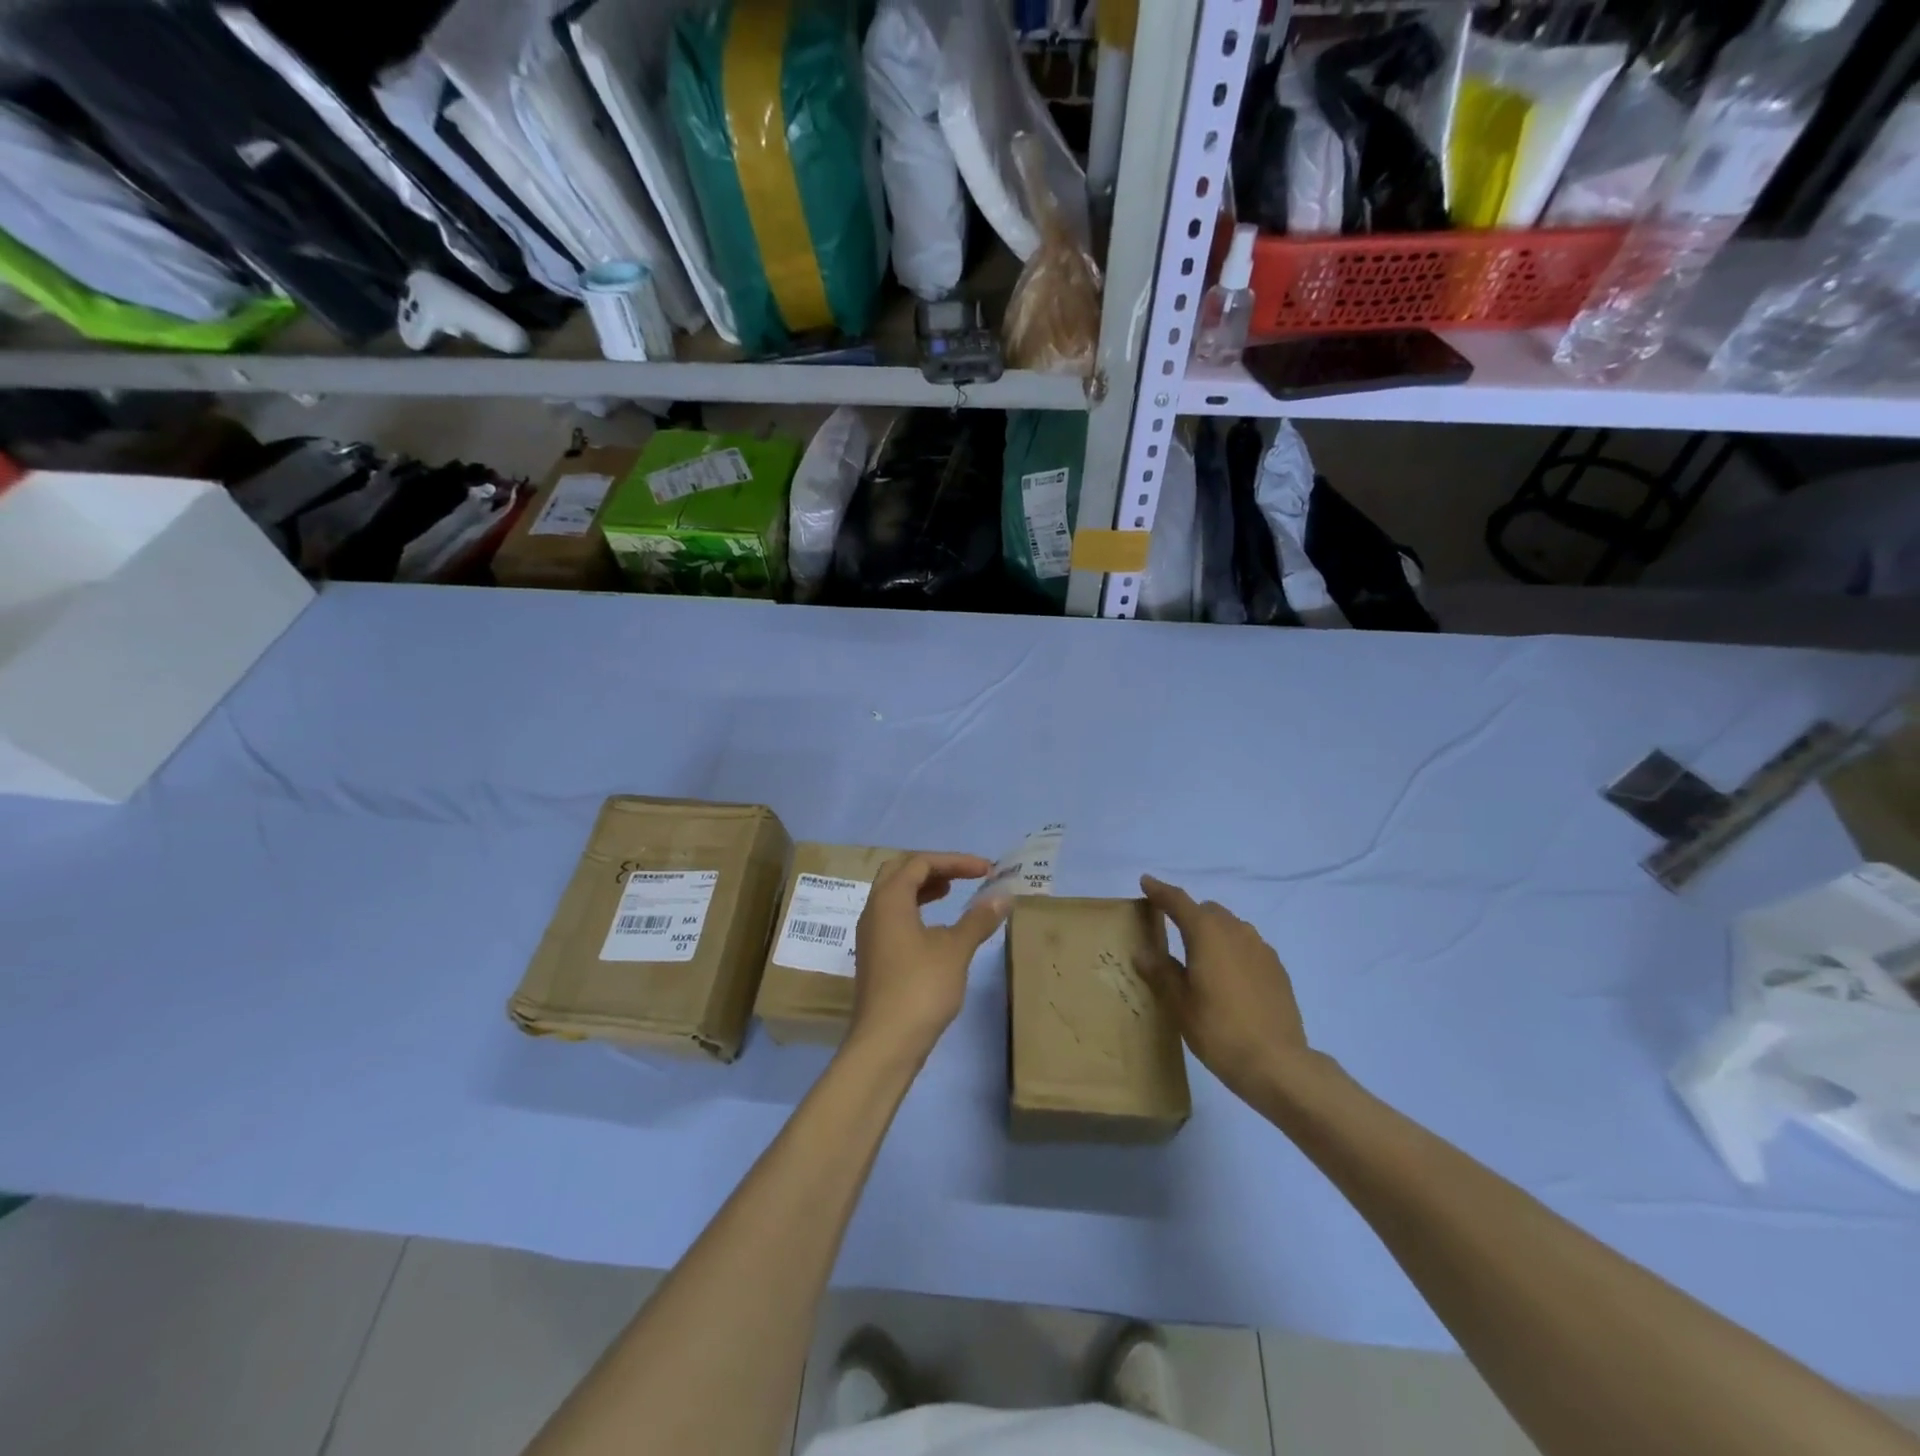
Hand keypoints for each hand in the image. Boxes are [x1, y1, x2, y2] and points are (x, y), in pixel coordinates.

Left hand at [850, 854, 1008, 1060]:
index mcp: (889, 900)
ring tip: (952, 893)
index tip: (986, 870)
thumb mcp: (955, 949)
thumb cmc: (920, 988)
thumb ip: (978, 919)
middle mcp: (873, 911)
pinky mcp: (875, 957)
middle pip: (900, 872)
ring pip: (895, 896)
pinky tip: (937, 929)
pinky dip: (917, 911)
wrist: (886, 1043)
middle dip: (934, 868)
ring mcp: (870, 935)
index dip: (955, 861)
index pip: (920, 862)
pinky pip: (894, 918)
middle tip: (964, 876)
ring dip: (924, 889)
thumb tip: (1002, 897)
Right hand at [1136, 875, 1309, 1106]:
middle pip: (1207, 910)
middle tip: (1172, 932)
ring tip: (1200, 959)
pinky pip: (1248, 946)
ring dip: (1213, 932)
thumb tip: (1143, 952)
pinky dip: (1233, 950)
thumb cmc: (1218, 1030)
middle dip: (1188, 914)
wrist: (1277, 1063)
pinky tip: (1228, 978)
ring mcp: (1261, 949)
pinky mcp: (1277, 968)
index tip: (1146, 882)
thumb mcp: (1179, 1003)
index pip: (1178, 901)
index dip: (1160, 891)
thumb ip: (1161, 972)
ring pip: (1231, 926)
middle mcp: (1236, 931)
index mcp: (1207, 933)